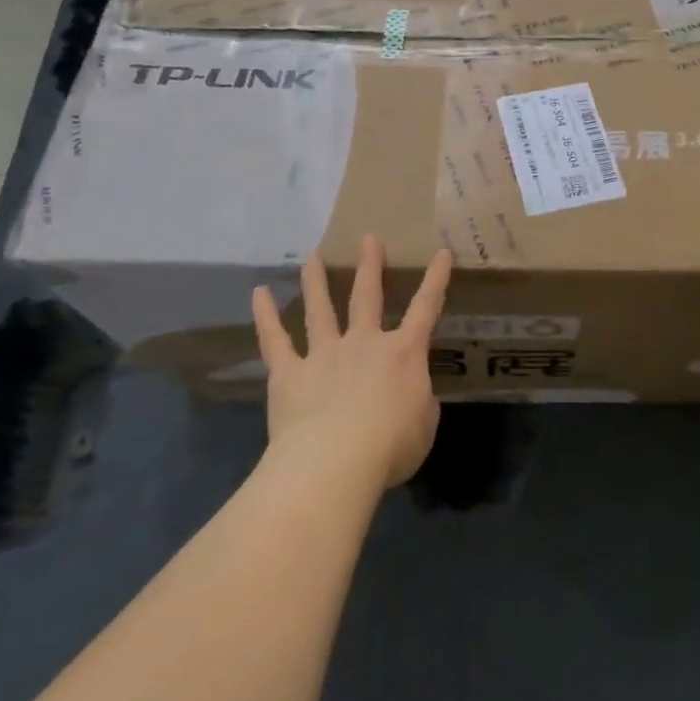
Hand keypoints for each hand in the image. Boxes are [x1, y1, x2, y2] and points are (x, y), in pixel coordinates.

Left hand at [252, 235, 452, 493]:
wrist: (336, 462)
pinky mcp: (289, 374)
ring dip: (317, 281)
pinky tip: (258, 294)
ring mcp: (324, 355)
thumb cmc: (390, 447)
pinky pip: (275, 341)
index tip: (441, 252)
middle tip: (368, 238)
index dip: (436, 279)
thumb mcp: (424, 426)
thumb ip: (420, 404)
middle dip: (370, 266)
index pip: (426, 308)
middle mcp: (364, 343)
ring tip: (313, 256)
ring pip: (320, 309)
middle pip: (367, 296)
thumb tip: (410, 395)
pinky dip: (266, 317)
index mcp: (403, 354)